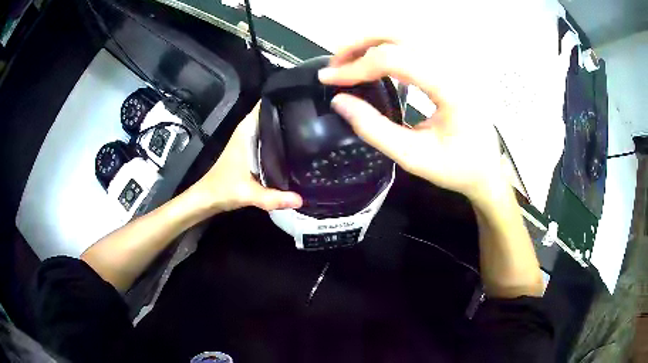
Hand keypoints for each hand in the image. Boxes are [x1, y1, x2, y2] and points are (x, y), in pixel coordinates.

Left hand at [189, 103, 302, 212]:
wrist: (208, 198)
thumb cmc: (223, 189)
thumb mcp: (249, 194)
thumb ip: (273, 198)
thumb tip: (301, 201)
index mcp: (246, 132)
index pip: (265, 105)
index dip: (283, 100)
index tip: (304, 100)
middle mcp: (247, 131)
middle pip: (271, 114)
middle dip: (290, 114)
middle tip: (314, 117)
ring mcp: (248, 140)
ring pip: (270, 126)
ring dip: (286, 126)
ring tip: (310, 128)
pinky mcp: (250, 150)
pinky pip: (268, 138)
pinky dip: (280, 139)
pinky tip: (296, 146)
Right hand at [318, 38, 506, 205]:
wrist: (487, 169)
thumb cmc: (457, 168)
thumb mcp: (413, 157)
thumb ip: (374, 129)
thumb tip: (339, 102)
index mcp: (451, 88)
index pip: (395, 60)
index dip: (357, 67)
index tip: (329, 79)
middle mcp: (454, 66)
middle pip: (400, 35)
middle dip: (360, 43)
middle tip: (335, 62)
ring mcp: (454, 63)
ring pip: (406, 35)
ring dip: (372, 42)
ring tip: (349, 60)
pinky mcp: (450, 67)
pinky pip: (414, 46)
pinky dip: (387, 48)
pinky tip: (373, 62)